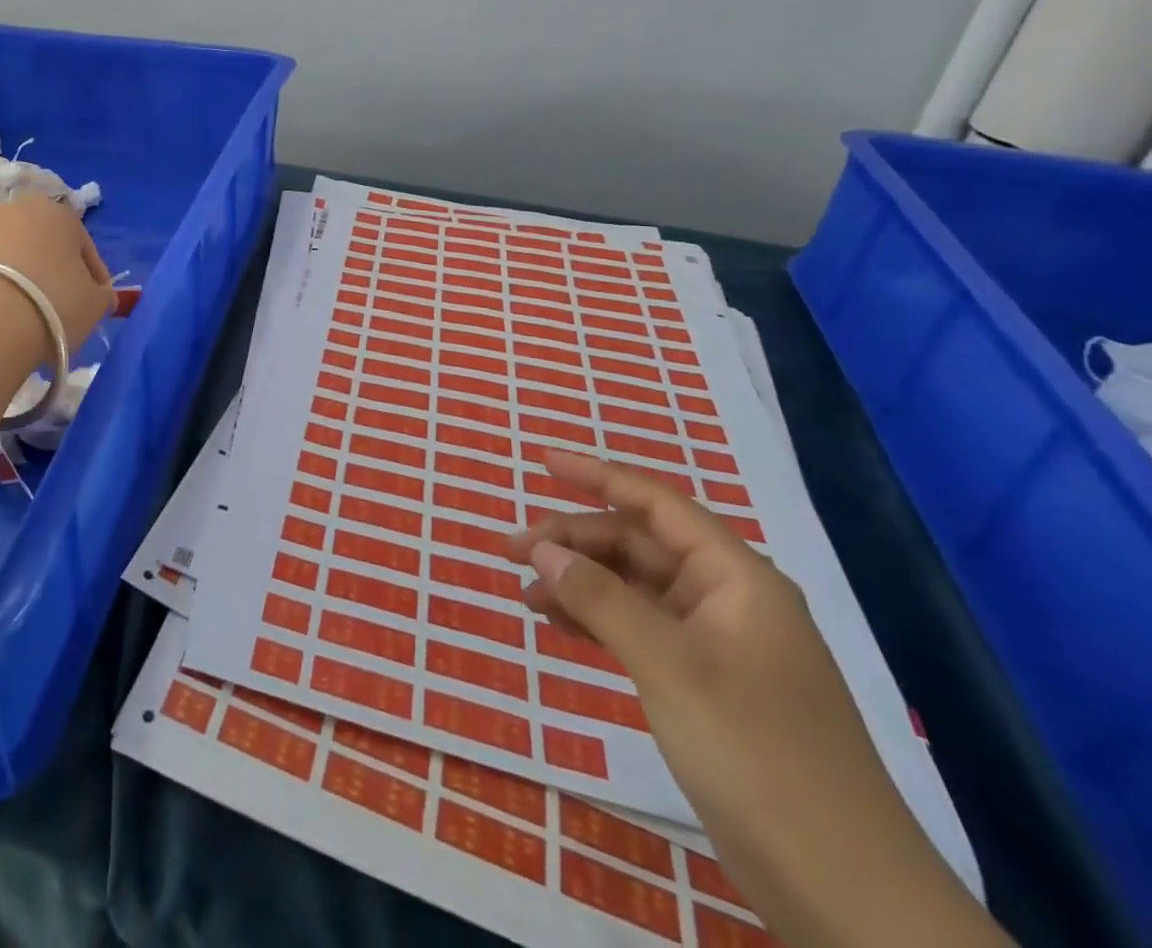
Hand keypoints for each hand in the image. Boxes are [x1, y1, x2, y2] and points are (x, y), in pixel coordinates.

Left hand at [0, 196, 113, 350]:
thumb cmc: (54, 302)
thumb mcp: (95, 304)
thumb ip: (102, 294)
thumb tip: (99, 294)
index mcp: (60, 212)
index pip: (84, 246)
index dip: (93, 277)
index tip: (94, 303)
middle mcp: (19, 206)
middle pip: (45, 243)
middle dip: (53, 270)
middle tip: (59, 306)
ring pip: (12, 253)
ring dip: (21, 275)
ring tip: (26, 311)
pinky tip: (0, 311)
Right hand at [507, 447, 1005, 947]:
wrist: (846, 894)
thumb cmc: (759, 755)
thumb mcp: (669, 665)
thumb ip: (600, 598)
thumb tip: (541, 547)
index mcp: (736, 579)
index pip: (657, 504)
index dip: (597, 475)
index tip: (542, 462)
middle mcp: (726, 601)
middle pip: (637, 546)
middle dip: (573, 540)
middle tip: (510, 550)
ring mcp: (716, 646)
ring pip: (633, 589)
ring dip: (578, 581)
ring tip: (524, 591)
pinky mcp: (704, 687)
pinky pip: (638, 630)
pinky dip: (596, 620)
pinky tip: (557, 624)